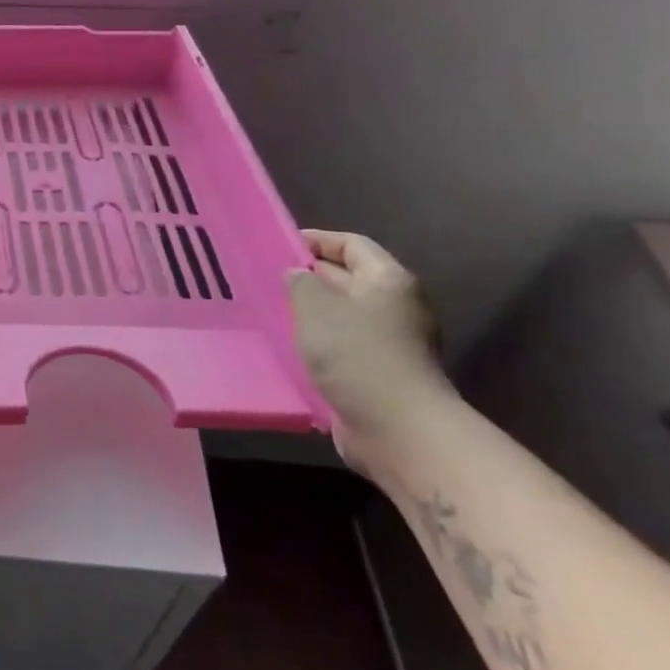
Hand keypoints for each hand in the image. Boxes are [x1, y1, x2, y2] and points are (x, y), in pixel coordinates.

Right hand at [288, 230, 454, 462]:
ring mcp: (392, 343)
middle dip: (312, 276)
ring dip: (312, 312)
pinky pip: (345, 346)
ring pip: (345, 315)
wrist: (399, 429)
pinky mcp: (381, 374)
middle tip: (269, 277)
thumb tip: (299, 275)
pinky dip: (320, 342)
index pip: (353, 245)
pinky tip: (292, 346)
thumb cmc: (357, 354)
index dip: (318, 240)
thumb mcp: (316, 306)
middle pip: (351, 278)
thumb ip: (301, 282)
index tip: (281, 244)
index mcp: (389, 281)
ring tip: (274, 310)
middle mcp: (396, 307)